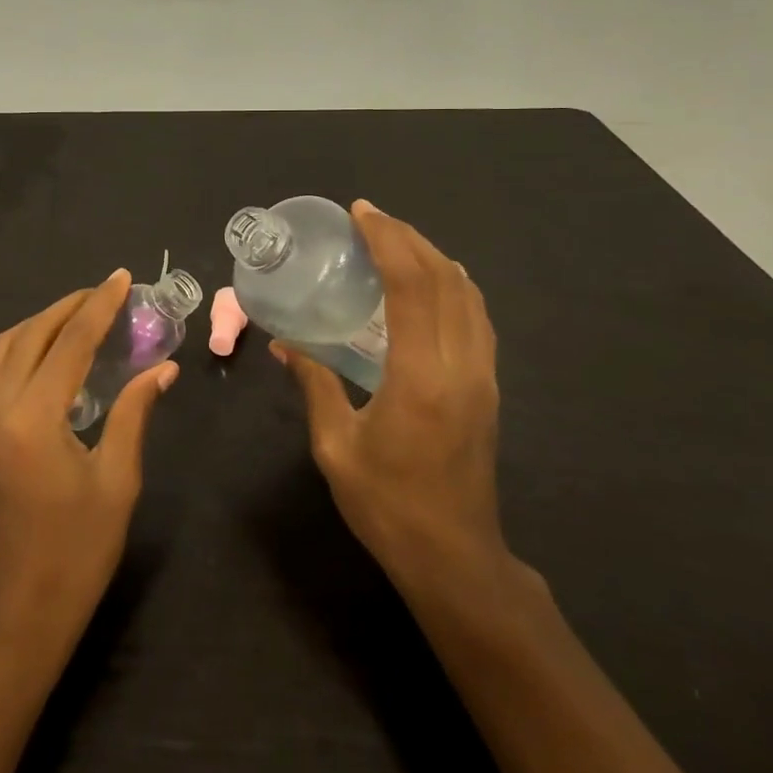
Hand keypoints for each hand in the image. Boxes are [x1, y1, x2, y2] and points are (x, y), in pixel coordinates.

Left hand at [0, 270, 177, 659]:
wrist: (16, 614)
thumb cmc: (77, 553)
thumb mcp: (117, 481)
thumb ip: (134, 413)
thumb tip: (163, 369)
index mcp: (34, 420)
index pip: (70, 343)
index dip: (99, 306)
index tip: (121, 278)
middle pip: (30, 335)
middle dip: (68, 307)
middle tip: (104, 292)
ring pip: (4, 349)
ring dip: (41, 324)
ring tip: (80, 315)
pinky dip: (23, 349)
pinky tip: (51, 355)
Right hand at [273, 201, 512, 599]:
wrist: (455, 558)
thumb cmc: (387, 504)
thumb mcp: (336, 445)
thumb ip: (314, 384)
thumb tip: (284, 344)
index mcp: (420, 376)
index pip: (412, 285)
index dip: (388, 241)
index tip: (362, 213)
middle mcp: (460, 365)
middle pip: (445, 279)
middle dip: (409, 238)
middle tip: (372, 219)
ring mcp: (482, 376)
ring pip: (468, 295)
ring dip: (434, 258)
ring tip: (397, 242)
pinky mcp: (488, 388)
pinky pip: (476, 318)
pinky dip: (454, 285)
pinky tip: (432, 283)